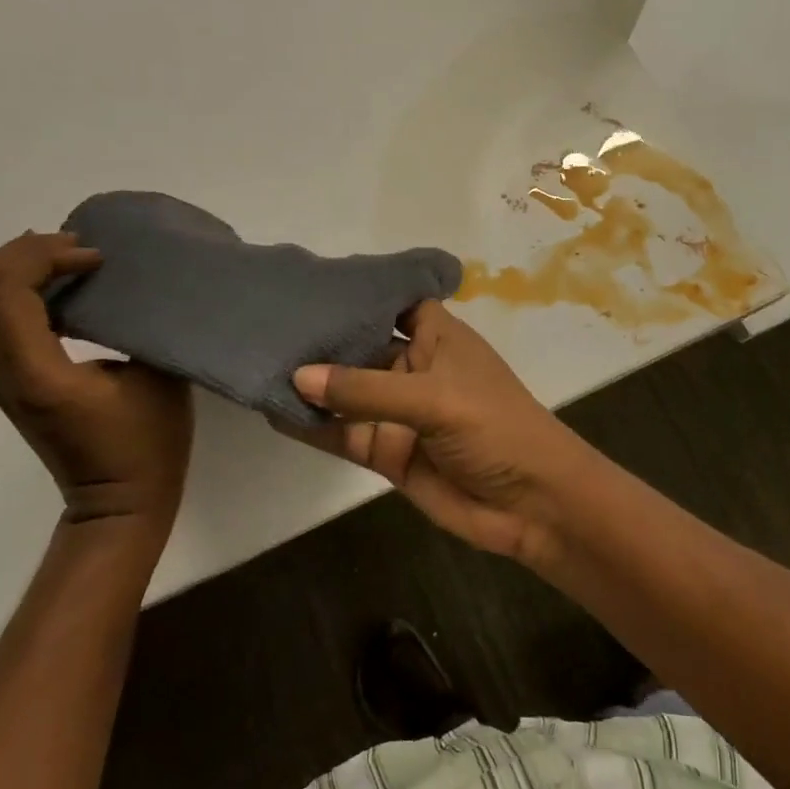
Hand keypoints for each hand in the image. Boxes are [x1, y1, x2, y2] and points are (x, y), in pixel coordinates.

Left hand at [0, 232, 192, 533]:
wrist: (119, 503)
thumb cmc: (147, 444)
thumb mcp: (156, 379)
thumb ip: (137, 328)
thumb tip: (131, 291)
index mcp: (40, 373)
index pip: (9, 295)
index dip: (45, 259)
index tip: (96, 257)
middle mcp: (8, 375)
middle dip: (19, 255)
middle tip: (72, 245)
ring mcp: (4, 383)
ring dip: (11, 274)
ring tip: (59, 259)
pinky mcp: (13, 388)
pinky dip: (13, 297)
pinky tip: (55, 292)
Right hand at [286, 301, 596, 565]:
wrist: (531, 505)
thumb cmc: (495, 428)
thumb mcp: (434, 398)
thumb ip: (366, 389)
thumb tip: (299, 375)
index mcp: (438, 337)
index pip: (394, 302)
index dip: (359, 292)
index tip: (309, 282)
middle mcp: (414, 368)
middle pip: (362, 347)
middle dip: (322, 338)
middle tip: (265, 323)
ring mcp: (398, 412)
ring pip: (347, 393)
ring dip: (311, 384)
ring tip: (258, 363)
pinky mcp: (387, 452)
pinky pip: (343, 433)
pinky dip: (314, 425)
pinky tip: (275, 411)